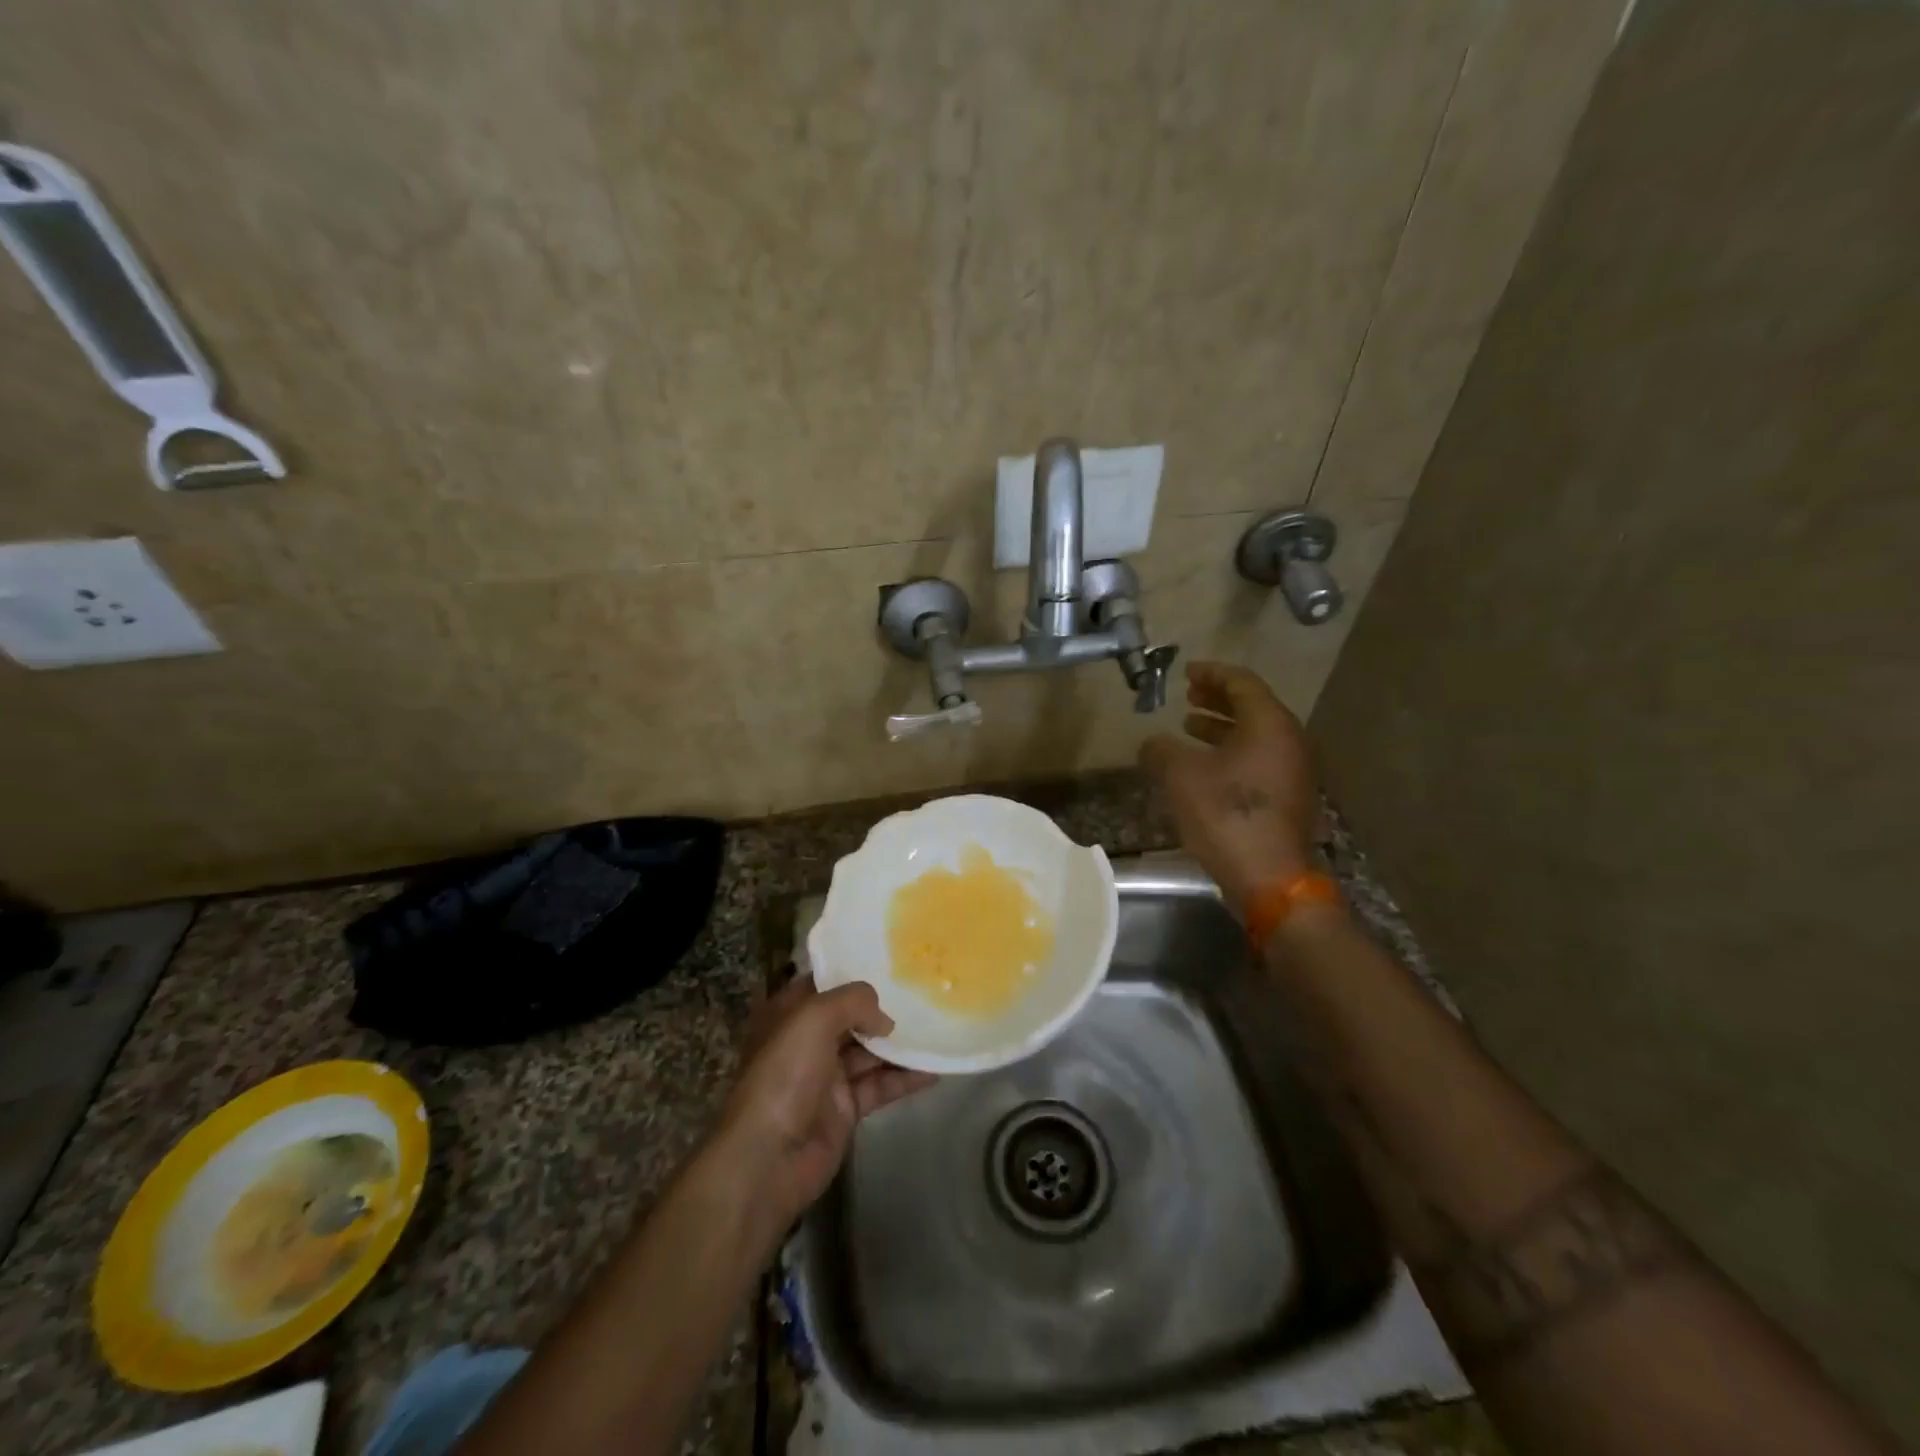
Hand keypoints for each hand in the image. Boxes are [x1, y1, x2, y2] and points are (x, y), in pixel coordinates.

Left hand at [718, 973, 935, 1225]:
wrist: (768, 1158)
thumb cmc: (784, 1074)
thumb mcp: (814, 1018)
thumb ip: (854, 1002)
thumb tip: (884, 1019)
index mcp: (789, 1014)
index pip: (824, 982)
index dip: (853, 970)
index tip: (891, 960)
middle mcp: (807, 1040)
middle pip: (851, 1016)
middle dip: (883, 1006)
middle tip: (924, 992)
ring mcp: (827, 1076)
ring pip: (870, 1051)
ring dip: (900, 1043)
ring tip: (938, 1027)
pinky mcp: (845, 1109)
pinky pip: (880, 1086)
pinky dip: (906, 1078)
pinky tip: (935, 1069)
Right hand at [1140, 661, 1322, 912]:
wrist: (1270, 879)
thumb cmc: (1226, 816)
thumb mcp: (1181, 777)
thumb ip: (1161, 751)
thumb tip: (1151, 743)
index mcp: (1269, 725)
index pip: (1242, 683)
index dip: (1212, 673)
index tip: (1187, 672)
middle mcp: (1289, 742)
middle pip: (1253, 707)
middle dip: (1217, 699)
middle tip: (1188, 695)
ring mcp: (1292, 772)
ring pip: (1255, 736)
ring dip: (1222, 727)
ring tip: (1189, 727)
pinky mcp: (1287, 798)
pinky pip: (1258, 759)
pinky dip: (1231, 752)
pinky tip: (1204, 767)